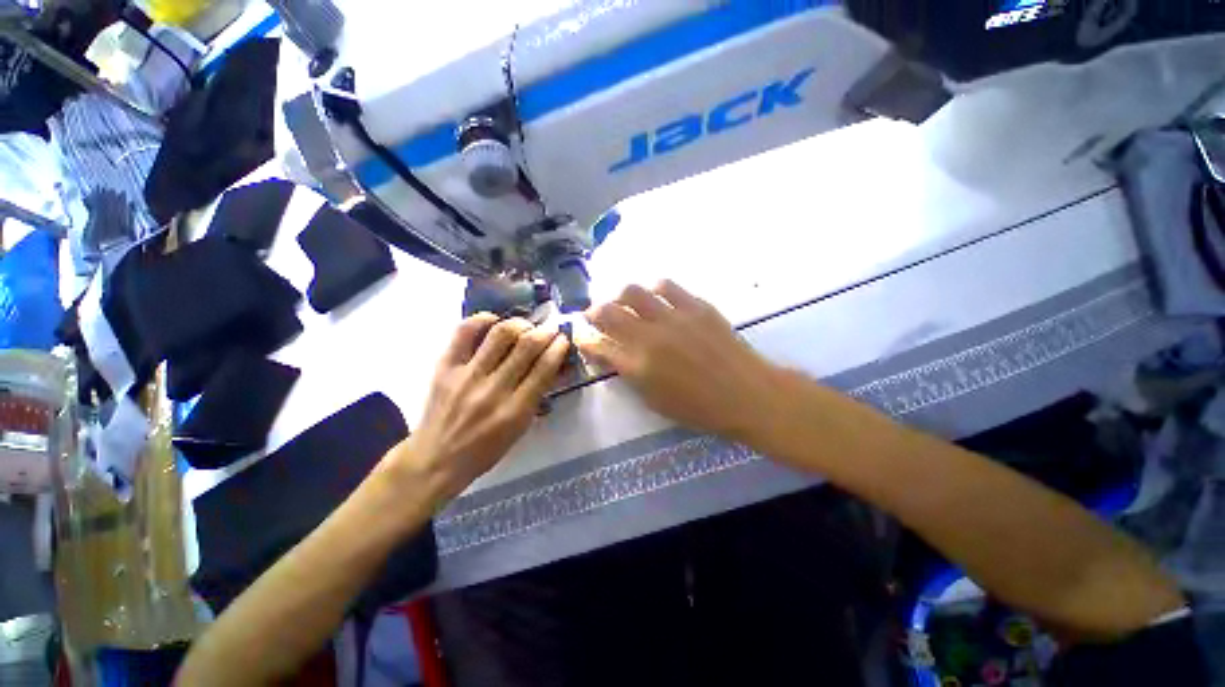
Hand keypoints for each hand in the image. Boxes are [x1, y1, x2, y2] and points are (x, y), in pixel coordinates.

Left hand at [391, 314, 569, 503]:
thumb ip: (537, 395)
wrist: (437, 458)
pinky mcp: (445, 367)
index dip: (558, 347)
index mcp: (516, 410)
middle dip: (545, 332)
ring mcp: (467, 376)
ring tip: (524, 326)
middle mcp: (493, 389)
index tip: (563, 339)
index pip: (545, 368)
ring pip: (500, 334)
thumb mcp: (520, 428)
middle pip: (527, 346)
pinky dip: (482, 320)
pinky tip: (493, 321)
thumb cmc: (486, 449)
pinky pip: (463, 332)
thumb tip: (553, 364)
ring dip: (519, 324)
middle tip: (549, 329)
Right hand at [577, 281, 780, 442]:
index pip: (598, 344)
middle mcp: (650, 337)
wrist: (747, 394)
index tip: (582, 335)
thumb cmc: (699, 408)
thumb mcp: (655, 400)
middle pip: (608, 311)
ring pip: (633, 291)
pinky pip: (666, 286)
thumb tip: (614, 354)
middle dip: (594, 311)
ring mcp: (673, 317)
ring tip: (628, 304)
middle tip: (597, 315)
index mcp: (637, 367)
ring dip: (622, 297)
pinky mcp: (696, 306)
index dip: (584, 338)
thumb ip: (630, 374)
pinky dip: (654, 291)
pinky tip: (658, 300)